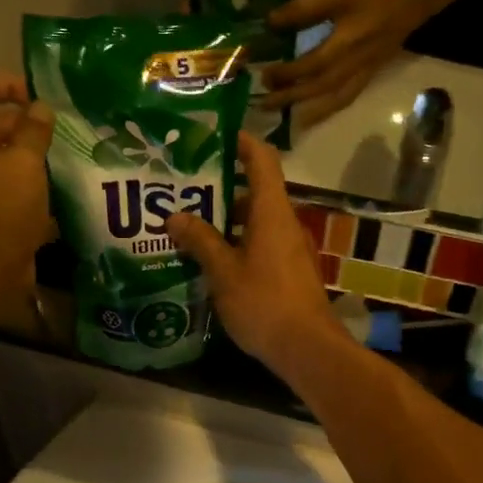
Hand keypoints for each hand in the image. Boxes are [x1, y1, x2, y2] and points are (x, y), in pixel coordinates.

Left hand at [0, 73, 54, 304]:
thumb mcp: (23, 165)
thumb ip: (34, 132)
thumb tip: (41, 109)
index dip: (10, 84)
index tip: (43, 100)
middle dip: (28, 122)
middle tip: (65, 132)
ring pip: (5, 154)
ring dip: (34, 153)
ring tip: (67, 157)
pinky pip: (9, 182)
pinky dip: (31, 180)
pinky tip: (60, 186)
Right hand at [166, 132, 348, 377]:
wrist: (307, 348)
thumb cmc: (264, 303)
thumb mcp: (223, 272)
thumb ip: (200, 241)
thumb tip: (175, 216)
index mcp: (272, 212)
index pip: (262, 160)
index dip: (242, 141)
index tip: (214, 134)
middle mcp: (285, 223)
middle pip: (255, 190)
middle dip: (221, 185)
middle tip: (184, 187)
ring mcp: (290, 248)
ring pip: (256, 220)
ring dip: (226, 218)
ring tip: (189, 223)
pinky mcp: (289, 270)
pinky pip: (260, 243)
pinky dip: (237, 241)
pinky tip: (211, 259)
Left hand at [263, 0, 448, 124]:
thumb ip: (304, 10)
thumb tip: (270, 23)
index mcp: (344, 47)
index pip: (309, 67)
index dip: (286, 74)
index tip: (264, 75)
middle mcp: (353, 66)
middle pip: (318, 89)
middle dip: (290, 98)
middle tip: (265, 104)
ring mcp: (363, 72)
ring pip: (333, 99)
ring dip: (310, 110)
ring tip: (289, 118)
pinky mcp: (370, 72)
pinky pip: (347, 97)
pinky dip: (330, 108)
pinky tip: (318, 111)